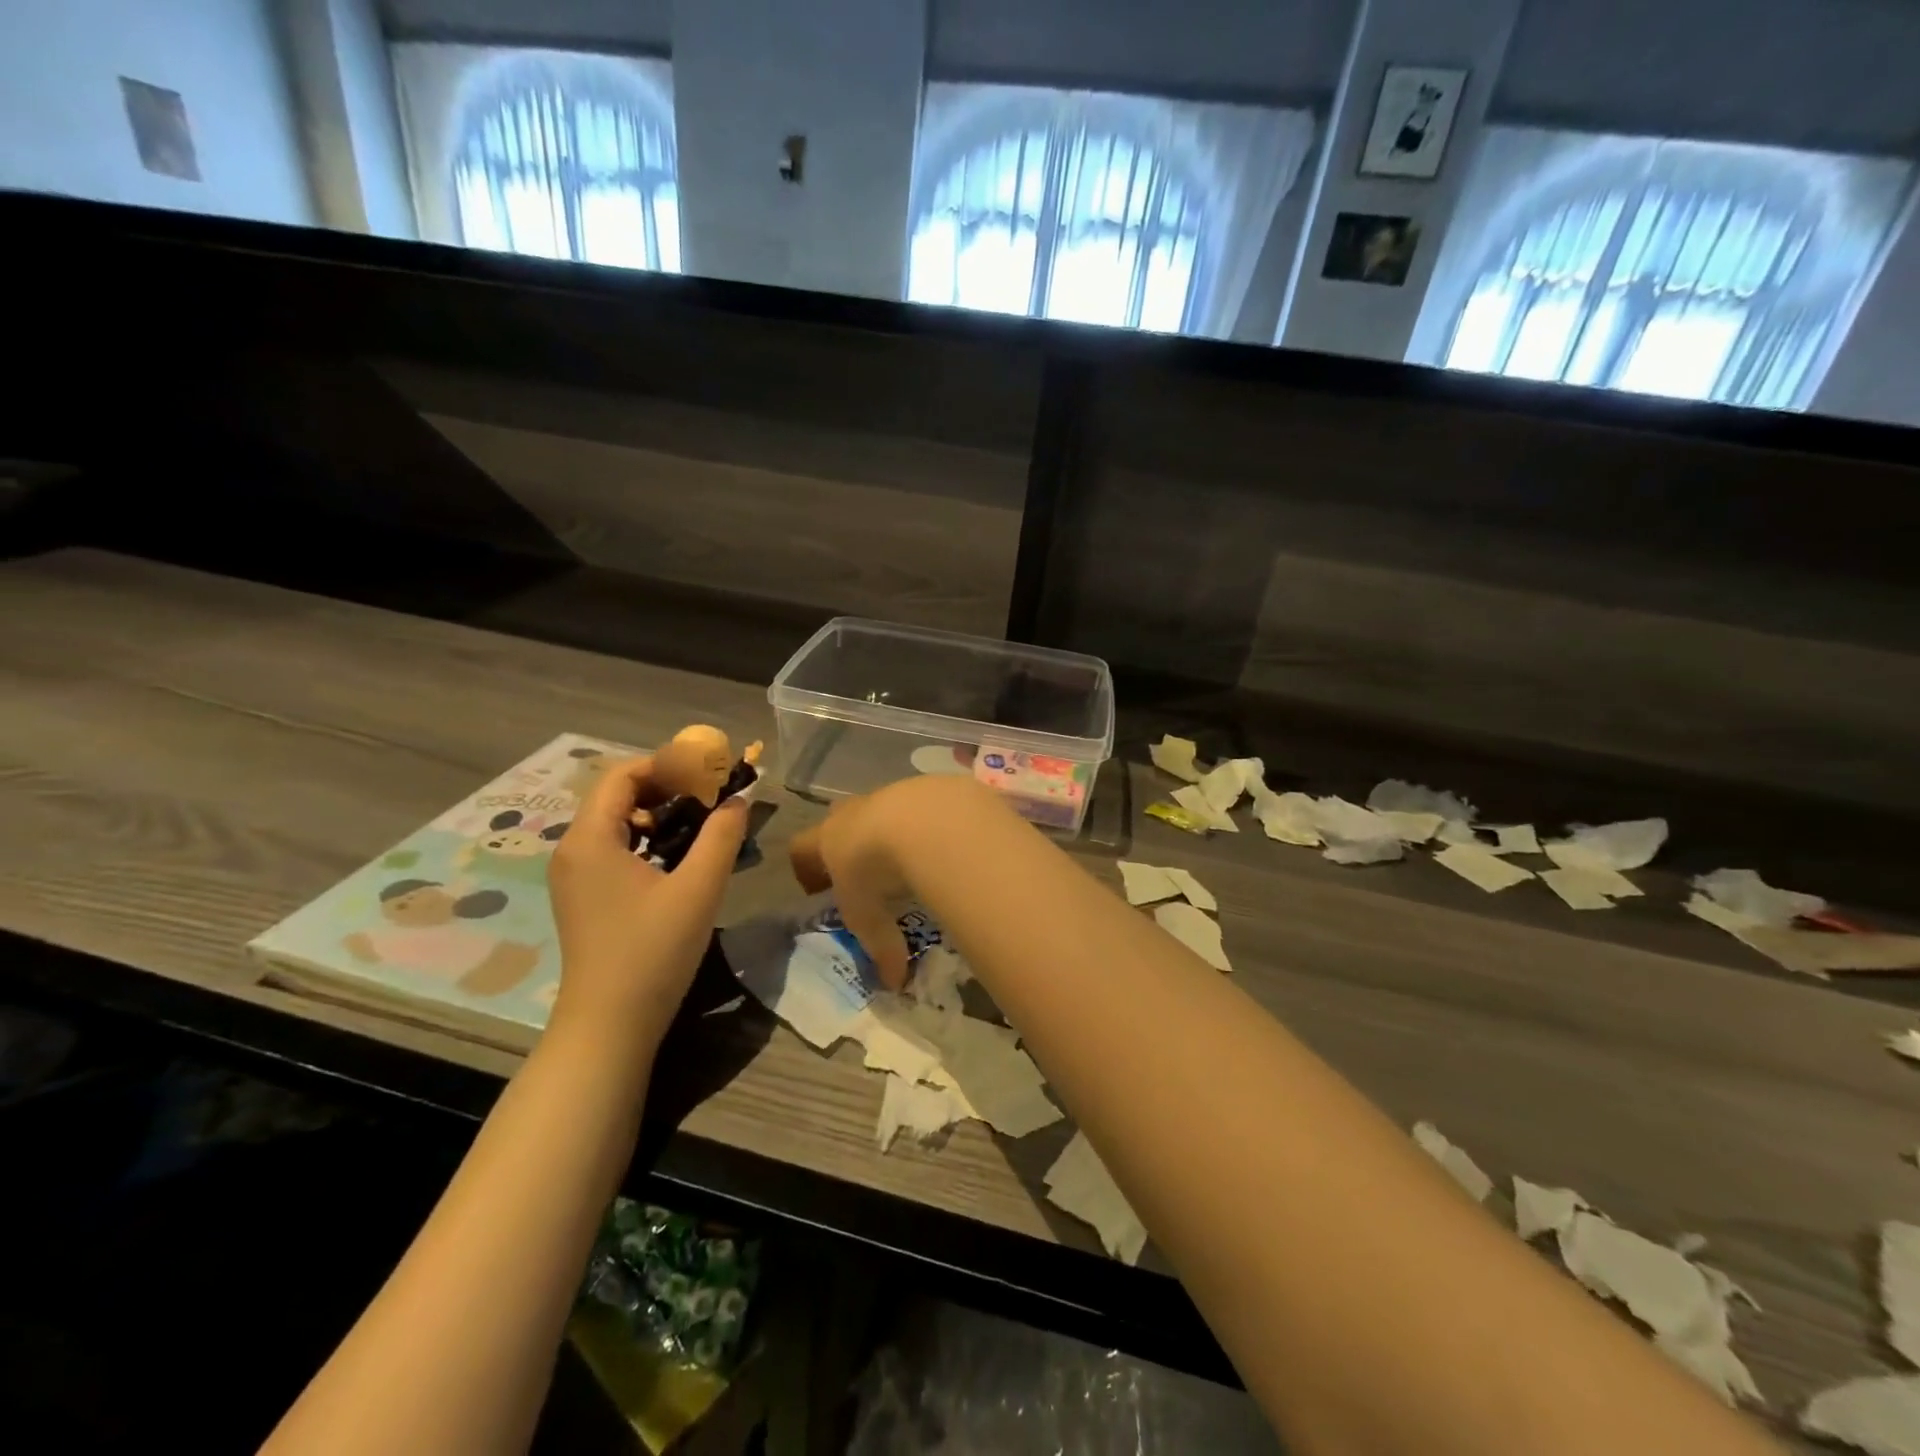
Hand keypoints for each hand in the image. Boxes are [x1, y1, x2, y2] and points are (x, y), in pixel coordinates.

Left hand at [547, 755, 749, 1046]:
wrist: (609, 1025)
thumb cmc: (652, 952)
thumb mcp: (698, 888)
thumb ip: (721, 836)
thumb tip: (738, 799)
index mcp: (590, 839)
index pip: (623, 774)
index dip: (667, 764)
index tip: (709, 772)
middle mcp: (573, 849)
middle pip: (618, 795)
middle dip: (668, 787)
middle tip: (712, 796)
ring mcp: (575, 876)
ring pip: (618, 823)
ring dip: (660, 814)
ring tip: (702, 824)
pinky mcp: (584, 897)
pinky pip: (615, 849)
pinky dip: (648, 840)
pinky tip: (680, 859)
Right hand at [789, 775, 1000, 991]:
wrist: (921, 820)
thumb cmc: (876, 870)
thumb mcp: (870, 916)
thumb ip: (880, 947)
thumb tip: (893, 983)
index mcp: (827, 838)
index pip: (801, 848)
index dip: (806, 868)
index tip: (817, 890)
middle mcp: (853, 811)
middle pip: (839, 820)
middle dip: (848, 844)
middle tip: (866, 873)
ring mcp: (888, 794)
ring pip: (881, 810)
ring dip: (890, 832)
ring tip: (909, 861)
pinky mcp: (924, 788)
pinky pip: (920, 807)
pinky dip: (926, 825)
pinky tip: (942, 845)